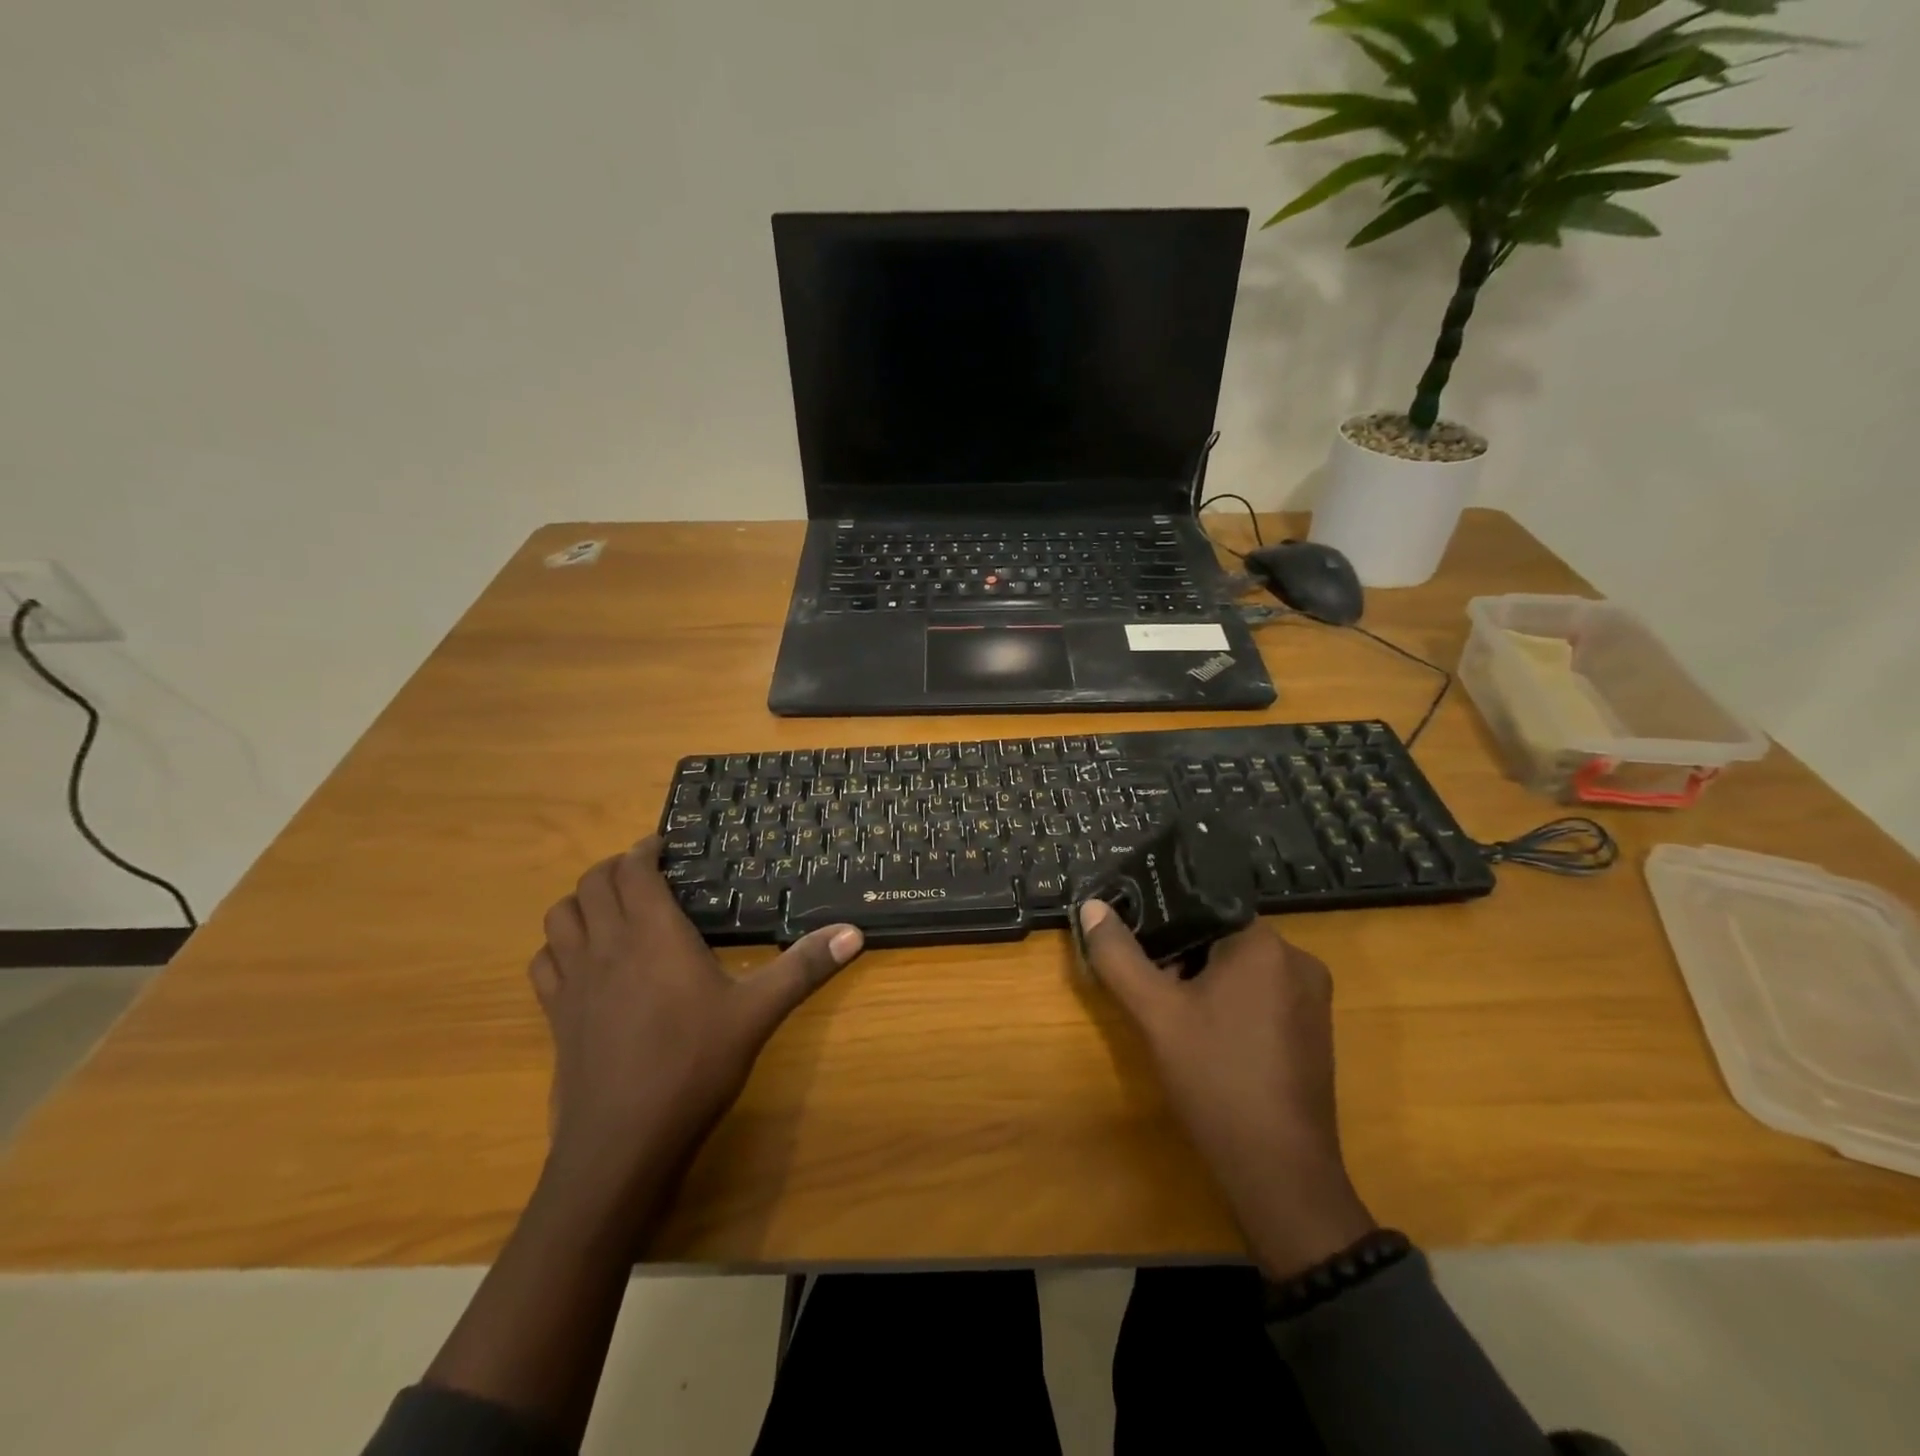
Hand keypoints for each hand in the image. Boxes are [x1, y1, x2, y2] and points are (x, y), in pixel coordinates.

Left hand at [529, 838, 864, 1213]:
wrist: (622, 1142)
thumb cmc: (694, 1065)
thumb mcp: (758, 1012)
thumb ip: (804, 967)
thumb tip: (854, 932)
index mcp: (654, 934)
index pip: (633, 870)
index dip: (644, 850)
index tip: (664, 846)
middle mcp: (607, 945)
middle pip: (591, 884)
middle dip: (614, 868)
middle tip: (646, 873)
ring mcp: (574, 981)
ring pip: (559, 916)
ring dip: (582, 901)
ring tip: (613, 908)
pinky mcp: (556, 1015)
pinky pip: (543, 962)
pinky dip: (558, 946)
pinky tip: (583, 960)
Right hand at [1078, 901, 1374, 1278]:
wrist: (1280, 1173)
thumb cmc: (1216, 1079)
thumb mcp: (1155, 1014)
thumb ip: (1119, 956)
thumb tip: (1092, 906)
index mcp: (1265, 944)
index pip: (1205, 907)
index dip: (1163, 921)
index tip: (1134, 942)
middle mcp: (1298, 960)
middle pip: (1221, 938)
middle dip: (1180, 956)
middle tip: (1148, 985)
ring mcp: (1312, 998)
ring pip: (1240, 969)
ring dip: (1202, 981)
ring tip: (1170, 1013)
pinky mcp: (1313, 1031)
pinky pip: (1261, 995)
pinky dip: (1229, 1004)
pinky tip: (1204, 1037)